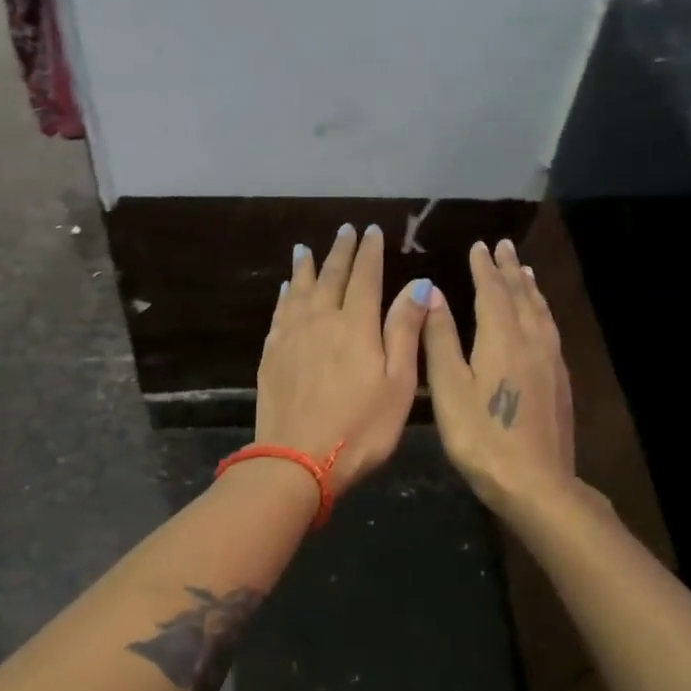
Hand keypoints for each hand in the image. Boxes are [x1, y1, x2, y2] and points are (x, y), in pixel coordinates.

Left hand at [257, 223, 429, 496]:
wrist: (296, 460)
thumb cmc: (360, 428)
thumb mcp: (398, 383)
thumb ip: (405, 330)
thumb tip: (418, 284)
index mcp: (356, 324)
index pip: (365, 277)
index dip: (370, 252)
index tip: (372, 231)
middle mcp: (321, 319)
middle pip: (331, 276)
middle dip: (341, 251)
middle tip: (345, 230)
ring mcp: (291, 335)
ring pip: (300, 289)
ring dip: (306, 266)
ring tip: (306, 249)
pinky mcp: (271, 354)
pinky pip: (280, 312)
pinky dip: (285, 295)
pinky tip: (286, 289)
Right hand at [422, 239, 577, 515]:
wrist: (537, 483)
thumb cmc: (481, 436)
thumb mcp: (449, 387)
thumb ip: (440, 338)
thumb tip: (431, 293)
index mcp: (502, 338)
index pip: (492, 292)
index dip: (484, 268)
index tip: (479, 246)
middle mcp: (531, 341)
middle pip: (521, 296)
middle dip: (510, 269)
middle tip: (504, 246)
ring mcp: (551, 362)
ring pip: (540, 312)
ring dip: (529, 288)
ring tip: (525, 271)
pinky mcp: (560, 382)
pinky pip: (550, 330)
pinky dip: (541, 311)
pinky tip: (540, 319)